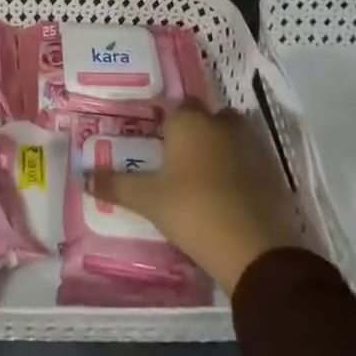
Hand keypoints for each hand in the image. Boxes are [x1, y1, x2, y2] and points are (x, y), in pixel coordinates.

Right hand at [87, 101, 301, 293]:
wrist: (254, 249)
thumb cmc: (192, 209)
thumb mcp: (147, 199)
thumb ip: (116, 185)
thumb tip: (83, 177)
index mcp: (190, 122)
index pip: (177, 106)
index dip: (167, 119)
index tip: (155, 137)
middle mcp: (222, 126)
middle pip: (209, 118)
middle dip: (197, 131)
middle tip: (176, 155)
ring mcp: (252, 150)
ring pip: (232, 139)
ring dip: (220, 150)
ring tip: (198, 176)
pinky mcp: (271, 177)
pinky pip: (249, 165)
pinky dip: (239, 174)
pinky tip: (224, 196)